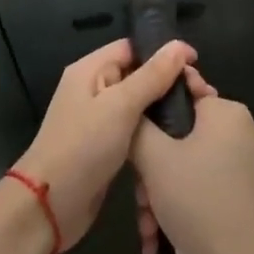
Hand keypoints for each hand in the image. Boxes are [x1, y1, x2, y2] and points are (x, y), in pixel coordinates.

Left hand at [12, 38, 194, 252]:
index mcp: (91, 70)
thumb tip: (180, 46)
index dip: (164, 53)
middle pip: (140, 76)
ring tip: (199, 119)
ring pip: (141, 106)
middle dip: (171, 84)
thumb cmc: (83, 147)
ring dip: (167, 111)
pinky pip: (136, 132)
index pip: (133, 48)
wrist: (49, 207)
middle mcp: (94, 89)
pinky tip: (179, 143)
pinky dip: (156, 135)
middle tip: (204, 98)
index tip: (197, 66)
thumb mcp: (120, 106)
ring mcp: (100, 120)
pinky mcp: (106, 148)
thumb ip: (152, 76)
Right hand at [132, 75, 253, 253]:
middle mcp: (240, 128)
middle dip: (152, 166)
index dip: (150, 107)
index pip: (180, 88)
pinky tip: (157, 235)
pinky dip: (178, 201)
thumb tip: (132, 106)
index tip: (128, 131)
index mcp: (226, 110)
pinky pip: (201, 181)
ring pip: (186, 161)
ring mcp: (244, 160)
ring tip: (147, 225)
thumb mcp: (155, 158)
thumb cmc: (196, 201)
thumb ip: (138, 123)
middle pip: (179, 132)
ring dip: (159, 190)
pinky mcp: (242, 189)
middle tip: (137, 195)